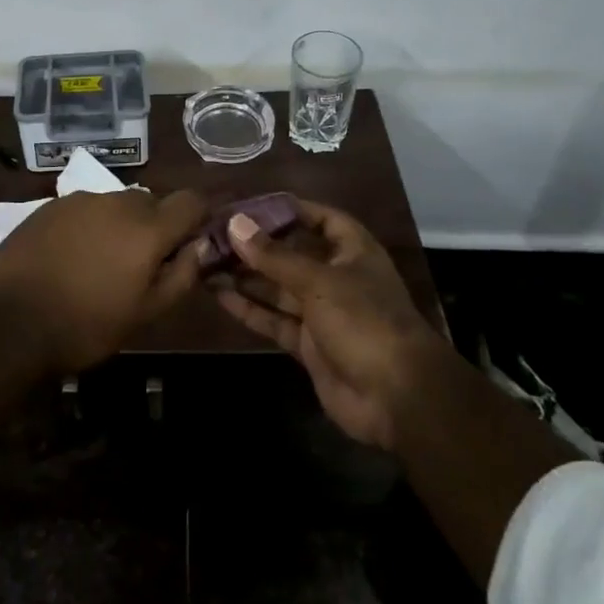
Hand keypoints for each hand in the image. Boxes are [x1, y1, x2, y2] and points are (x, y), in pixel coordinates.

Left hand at [0, 189, 208, 373]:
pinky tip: (69, 258)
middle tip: (140, 265)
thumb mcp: (145, 314)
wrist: (7, 321)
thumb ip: (181, 276)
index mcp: (147, 227)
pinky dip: (87, 227)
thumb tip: (198, 247)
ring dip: (119, 226)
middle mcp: (116, 202)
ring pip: (115, 205)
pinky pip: (83, 210)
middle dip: (154, 227)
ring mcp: (79, 201)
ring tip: (99, 264)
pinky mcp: (48, 206)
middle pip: (151, 202)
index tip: (188, 244)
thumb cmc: (85, 325)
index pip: (190, 201)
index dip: (196, 219)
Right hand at [213, 199, 451, 451]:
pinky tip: (218, 294)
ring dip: (246, 276)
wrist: (396, 398)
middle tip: (215, 234)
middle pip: (292, 254)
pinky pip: (274, 319)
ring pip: (278, 288)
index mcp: (353, 252)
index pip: (321, 219)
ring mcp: (322, 313)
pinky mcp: (308, 345)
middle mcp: (337, 277)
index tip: (251, 205)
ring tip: (206, 260)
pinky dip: (249, 308)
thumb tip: (236, 224)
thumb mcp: (318, 281)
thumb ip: (274, 256)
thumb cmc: (364, 321)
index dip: (290, 209)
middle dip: (257, 246)